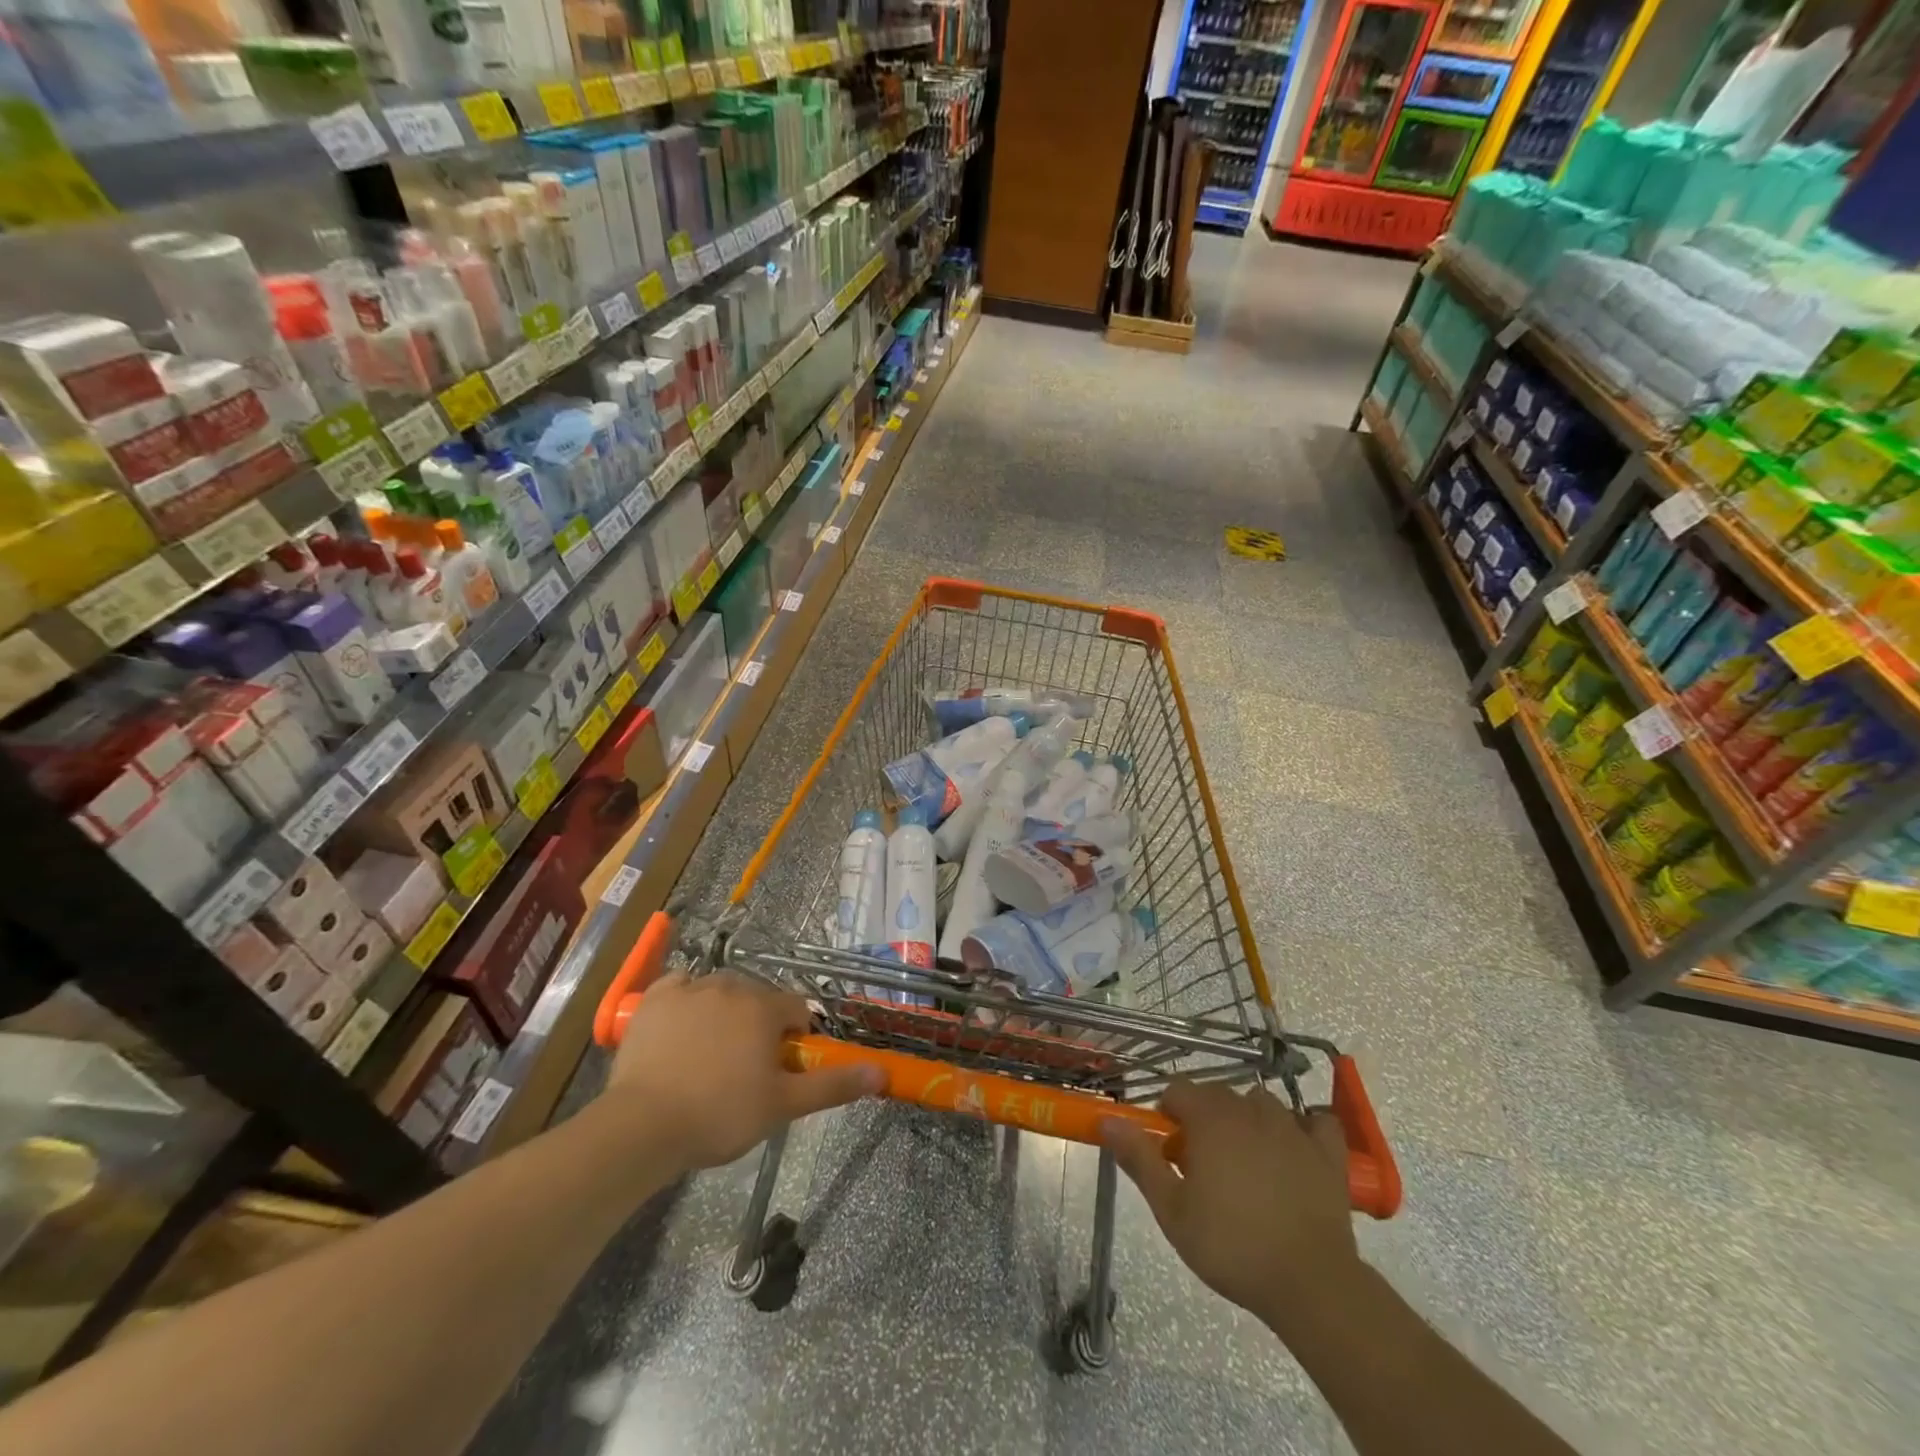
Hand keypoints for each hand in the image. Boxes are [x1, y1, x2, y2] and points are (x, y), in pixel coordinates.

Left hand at [606, 972, 879, 1169]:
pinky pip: (680, 986)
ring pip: (721, 991)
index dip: (795, 1038)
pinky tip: (680, 1029)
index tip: (780, 1069)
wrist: (643, 1126)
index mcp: (765, 1008)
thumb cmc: (720, 1115)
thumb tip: (881, 1072)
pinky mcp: (655, 997)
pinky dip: (686, 1001)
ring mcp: (691, 987)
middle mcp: (732, 986)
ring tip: (709, 1055)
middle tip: (744, 1069)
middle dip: (759, 1025)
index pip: (797, 1010)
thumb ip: (833, 1084)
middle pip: (759, 997)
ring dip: (725, 1013)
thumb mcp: (783, 1106)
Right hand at [1104, 1079, 1360, 1325]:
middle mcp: (1250, 1110)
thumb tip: (1106, 1120)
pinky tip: (1297, 1151)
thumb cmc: (1231, 1245)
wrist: (1310, 1284)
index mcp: (1210, 1119)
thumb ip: (1139, 1158)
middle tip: (1202, 1167)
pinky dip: (1305, 1129)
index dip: (1168, 1114)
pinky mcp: (1328, 1153)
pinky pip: (1316, 1123)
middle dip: (1204, 1118)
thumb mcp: (1171, 1209)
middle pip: (1217, 1094)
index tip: (1170, 1151)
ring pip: (1261, 1103)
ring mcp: (1293, 1128)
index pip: (1178, 1090)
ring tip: (1245, 1163)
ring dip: (1248, 1120)